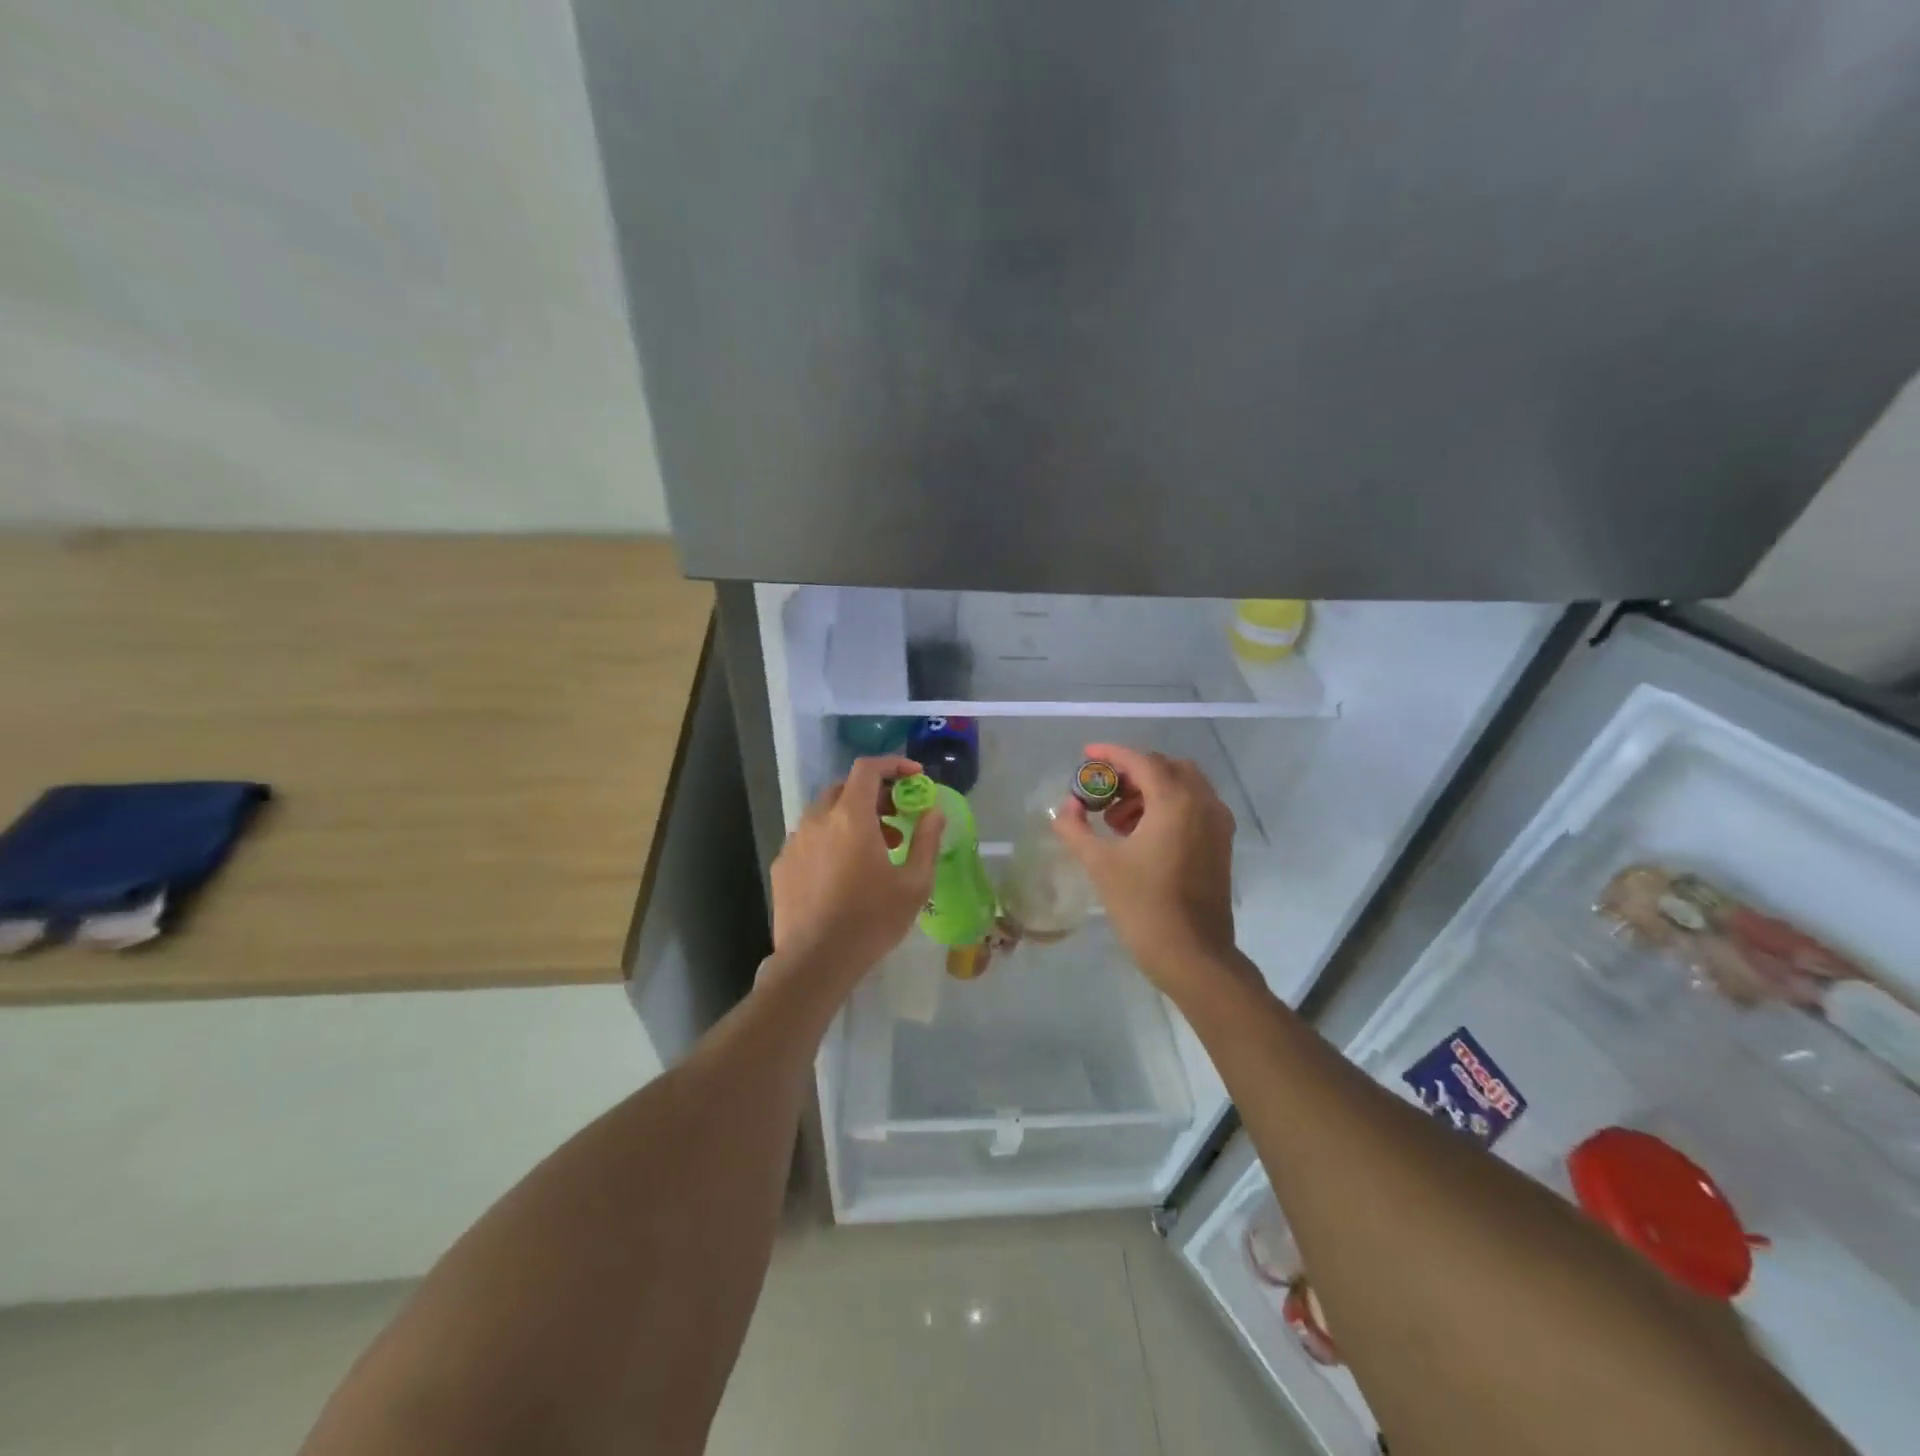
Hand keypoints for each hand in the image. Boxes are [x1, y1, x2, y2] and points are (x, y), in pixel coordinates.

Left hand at [769, 756, 943, 982]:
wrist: (815, 961)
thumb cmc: (872, 919)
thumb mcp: (914, 883)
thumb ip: (927, 840)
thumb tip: (934, 812)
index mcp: (851, 816)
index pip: (868, 768)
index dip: (893, 764)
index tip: (914, 777)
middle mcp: (818, 819)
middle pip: (846, 788)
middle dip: (875, 793)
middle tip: (898, 816)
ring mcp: (795, 841)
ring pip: (825, 813)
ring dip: (852, 817)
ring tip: (876, 847)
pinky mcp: (782, 865)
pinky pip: (810, 838)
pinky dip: (831, 839)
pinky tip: (844, 870)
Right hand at [1052, 743, 1243, 995]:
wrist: (1193, 956)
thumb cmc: (1143, 906)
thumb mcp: (1100, 864)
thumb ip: (1076, 828)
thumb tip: (1065, 808)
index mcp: (1175, 802)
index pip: (1141, 761)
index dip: (1111, 754)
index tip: (1086, 755)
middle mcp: (1203, 803)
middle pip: (1166, 767)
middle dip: (1132, 772)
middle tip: (1102, 791)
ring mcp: (1217, 824)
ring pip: (1183, 786)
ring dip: (1149, 790)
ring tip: (1117, 819)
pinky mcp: (1221, 844)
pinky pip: (1194, 806)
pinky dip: (1167, 806)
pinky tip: (1141, 834)